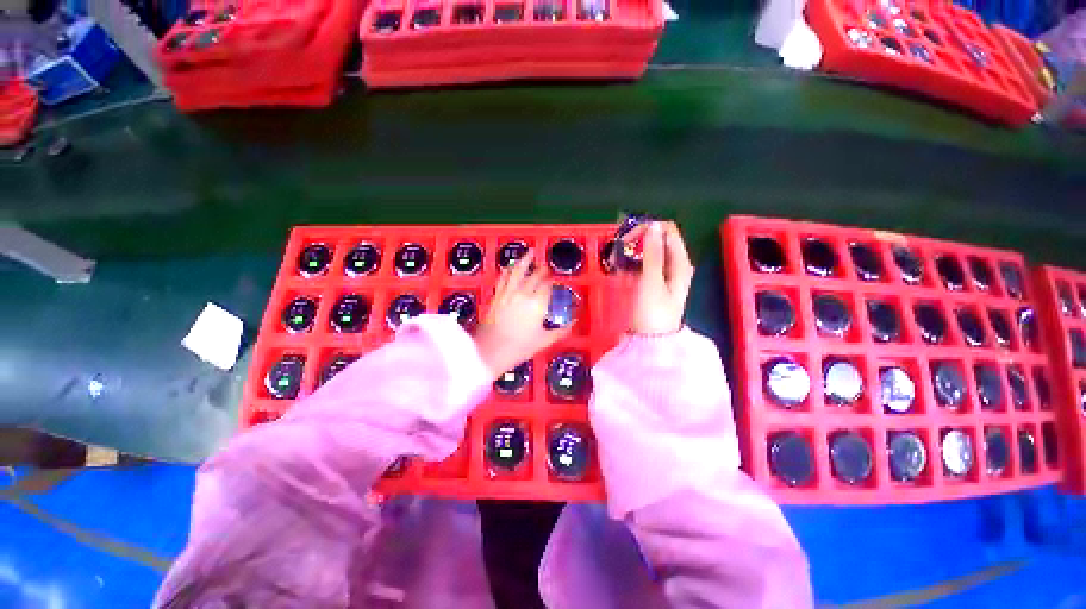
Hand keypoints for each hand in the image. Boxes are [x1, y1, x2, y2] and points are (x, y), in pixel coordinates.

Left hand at [474, 251, 569, 378]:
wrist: (490, 351)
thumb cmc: (519, 348)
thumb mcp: (544, 341)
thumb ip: (560, 331)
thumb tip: (573, 324)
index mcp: (537, 304)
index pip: (547, 286)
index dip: (551, 281)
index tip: (554, 280)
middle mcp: (523, 294)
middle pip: (534, 276)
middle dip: (542, 270)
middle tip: (546, 267)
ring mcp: (508, 293)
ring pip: (517, 271)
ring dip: (525, 260)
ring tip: (530, 252)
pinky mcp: (496, 296)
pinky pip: (503, 278)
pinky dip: (507, 270)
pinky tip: (510, 267)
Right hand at [629, 221, 693, 334]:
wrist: (651, 341)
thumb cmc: (652, 311)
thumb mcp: (651, 281)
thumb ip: (652, 253)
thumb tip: (653, 225)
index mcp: (680, 262)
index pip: (667, 231)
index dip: (647, 230)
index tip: (628, 240)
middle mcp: (675, 264)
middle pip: (658, 240)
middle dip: (638, 240)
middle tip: (619, 250)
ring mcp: (665, 274)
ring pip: (650, 252)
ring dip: (633, 252)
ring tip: (616, 260)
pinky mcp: (654, 282)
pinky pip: (644, 264)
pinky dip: (633, 262)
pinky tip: (620, 269)